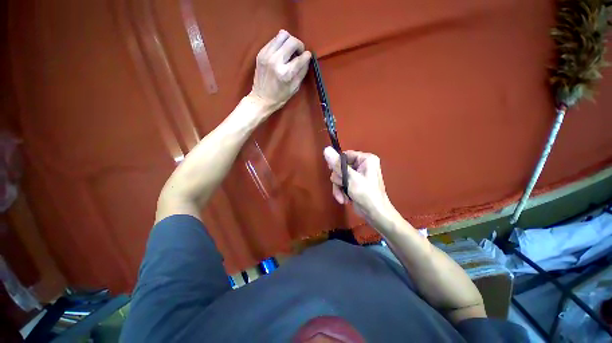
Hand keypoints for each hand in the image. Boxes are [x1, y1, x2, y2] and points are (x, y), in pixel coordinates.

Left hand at [249, 30, 311, 112]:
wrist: (261, 99)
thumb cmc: (280, 97)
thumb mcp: (294, 88)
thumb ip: (302, 72)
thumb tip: (307, 59)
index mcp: (285, 73)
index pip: (300, 58)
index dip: (307, 56)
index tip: (308, 56)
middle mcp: (276, 61)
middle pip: (292, 41)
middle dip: (299, 45)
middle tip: (299, 52)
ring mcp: (267, 55)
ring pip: (282, 35)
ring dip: (289, 41)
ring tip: (290, 50)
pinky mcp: (261, 53)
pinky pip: (274, 40)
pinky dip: (280, 43)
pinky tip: (281, 52)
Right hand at [323, 147, 396, 227]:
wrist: (375, 214)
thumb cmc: (366, 194)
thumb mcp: (351, 178)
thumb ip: (338, 165)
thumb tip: (326, 149)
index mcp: (365, 159)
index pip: (345, 155)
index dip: (337, 163)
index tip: (331, 170)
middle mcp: (362, 165)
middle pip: (340, 167)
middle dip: (339, 179)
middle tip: (342, 186)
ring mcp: (357, 175)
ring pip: (339, 177)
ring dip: (338, 187)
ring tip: (343, 196)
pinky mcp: (353, 184)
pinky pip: (341, 184)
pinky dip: (340, 191)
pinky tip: (344, 199)